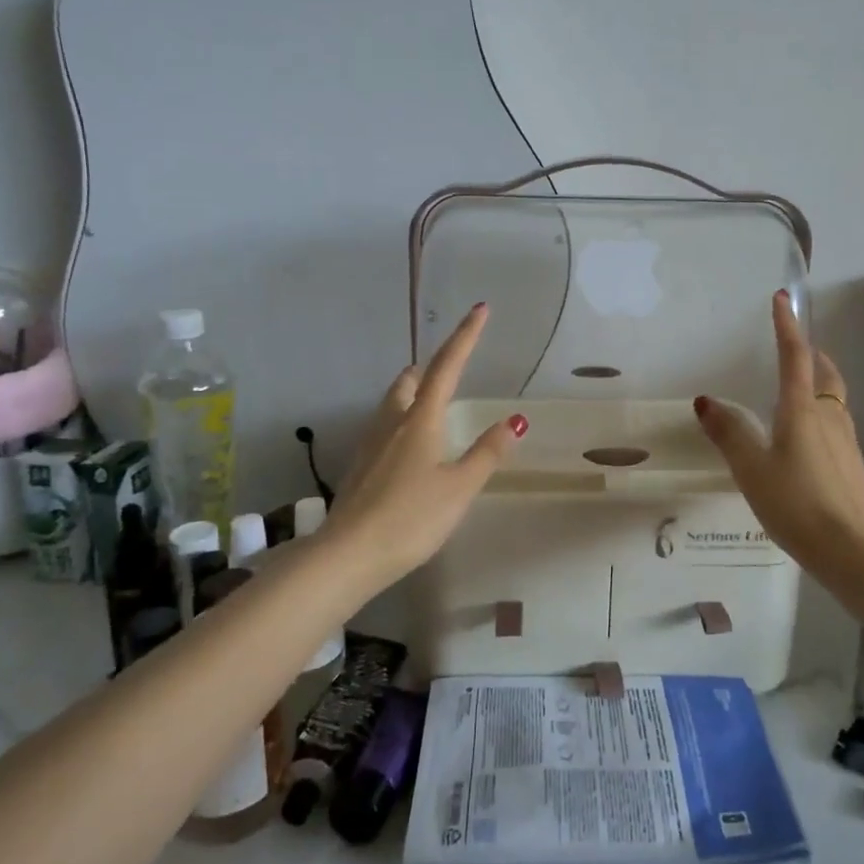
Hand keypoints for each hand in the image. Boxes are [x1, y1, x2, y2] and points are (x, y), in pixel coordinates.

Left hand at [323, 304, 527, 586]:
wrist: (348, 555)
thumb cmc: (411, 518)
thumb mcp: (459, 487)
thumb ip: (487, 453)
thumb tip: (515, 419)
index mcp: (421, 420)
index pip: (447, 367)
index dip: (465, 336)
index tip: (480, 309)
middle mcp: (392, 423)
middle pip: (409, 382)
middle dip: (430, 368)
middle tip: (448, 367)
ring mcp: (370, 445)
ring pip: (392, 404)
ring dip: (411, 393)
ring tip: (428, 402)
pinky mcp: (359, 468)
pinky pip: (382, 429)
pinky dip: (400, 422)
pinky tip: (406, 447)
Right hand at [693, 292, 863, 566]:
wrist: (849, 549)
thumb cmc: (795, 502)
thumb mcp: (751, 468)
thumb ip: (729, 433)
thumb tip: (706, 401)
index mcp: (801, 411)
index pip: (794, 357)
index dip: (787, 326)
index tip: (782, 299)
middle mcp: (828, 418)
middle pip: (825, 375)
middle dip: (813, 355)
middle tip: (798, 348)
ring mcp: (846, 442)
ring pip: (834, 401)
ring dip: (819, 385)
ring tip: (800, 391)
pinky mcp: (852, 465)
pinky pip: (836, 426)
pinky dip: (822, 415)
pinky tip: (808, 440)